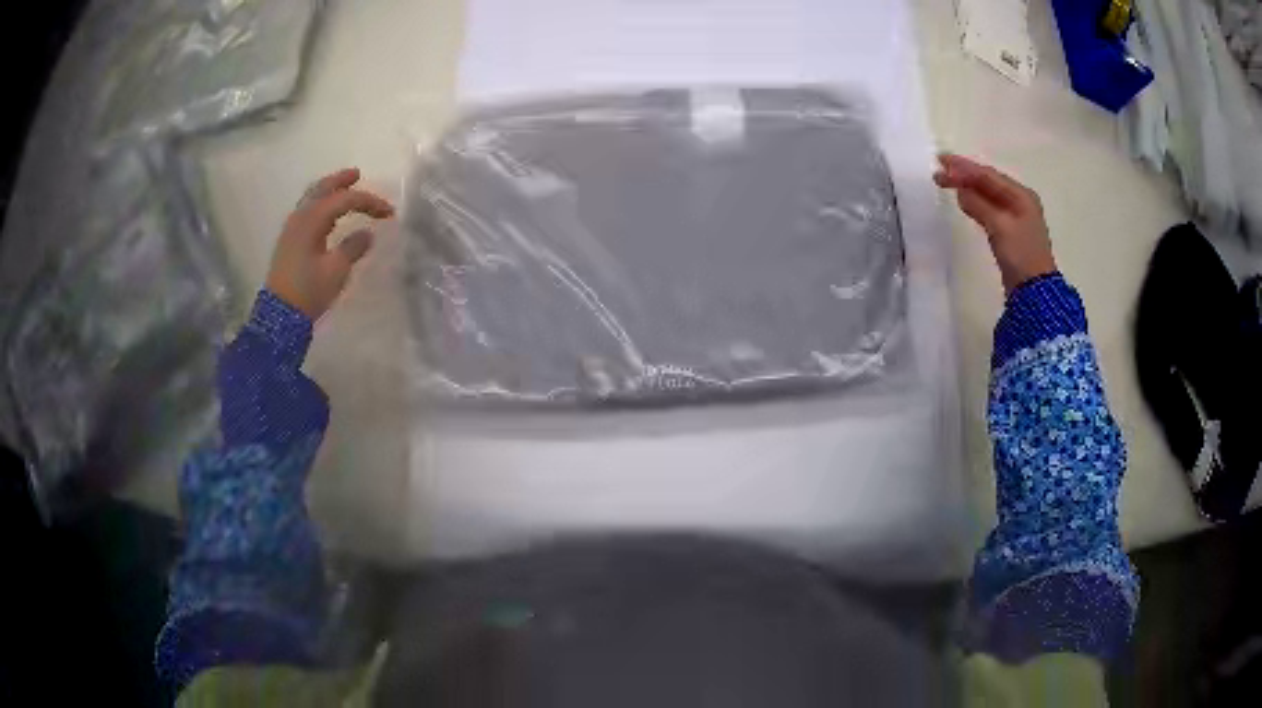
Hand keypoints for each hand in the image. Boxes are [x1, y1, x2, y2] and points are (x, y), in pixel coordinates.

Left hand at [266, 168, 394, 319]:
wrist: (279, 316)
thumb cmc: (308, 291)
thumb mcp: (336, 271)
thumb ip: (353, 248)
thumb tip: (366, 234)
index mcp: (312, 220)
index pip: (344, 199)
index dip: (369, 201)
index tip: (389, 213)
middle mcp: (300, 217)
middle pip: (322, 189)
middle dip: (341, 181)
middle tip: (357, 175)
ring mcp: (292, 228)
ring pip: (312, 198)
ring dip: (329, 191)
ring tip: (344, 189)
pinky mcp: (289, 241)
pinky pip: (307, 211)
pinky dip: (321, 205)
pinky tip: (329, 214)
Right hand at [933, 154, 1056, 293]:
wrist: (1034, 292)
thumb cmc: (1021, 256)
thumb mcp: (1000, 227)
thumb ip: (979, 205)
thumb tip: (960, 190)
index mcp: (1021, 195)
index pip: (988, 176)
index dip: (964, 168)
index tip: (941, 162)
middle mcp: (1020, 201)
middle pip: (988, 182)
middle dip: (964, 175)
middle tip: (939, 170)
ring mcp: (1015, 216)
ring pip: (988, 194)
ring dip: (968, 187)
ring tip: (946, 181)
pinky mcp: (1009, 231)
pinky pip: (989, 208)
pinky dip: (975, 202)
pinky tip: (963, 200)